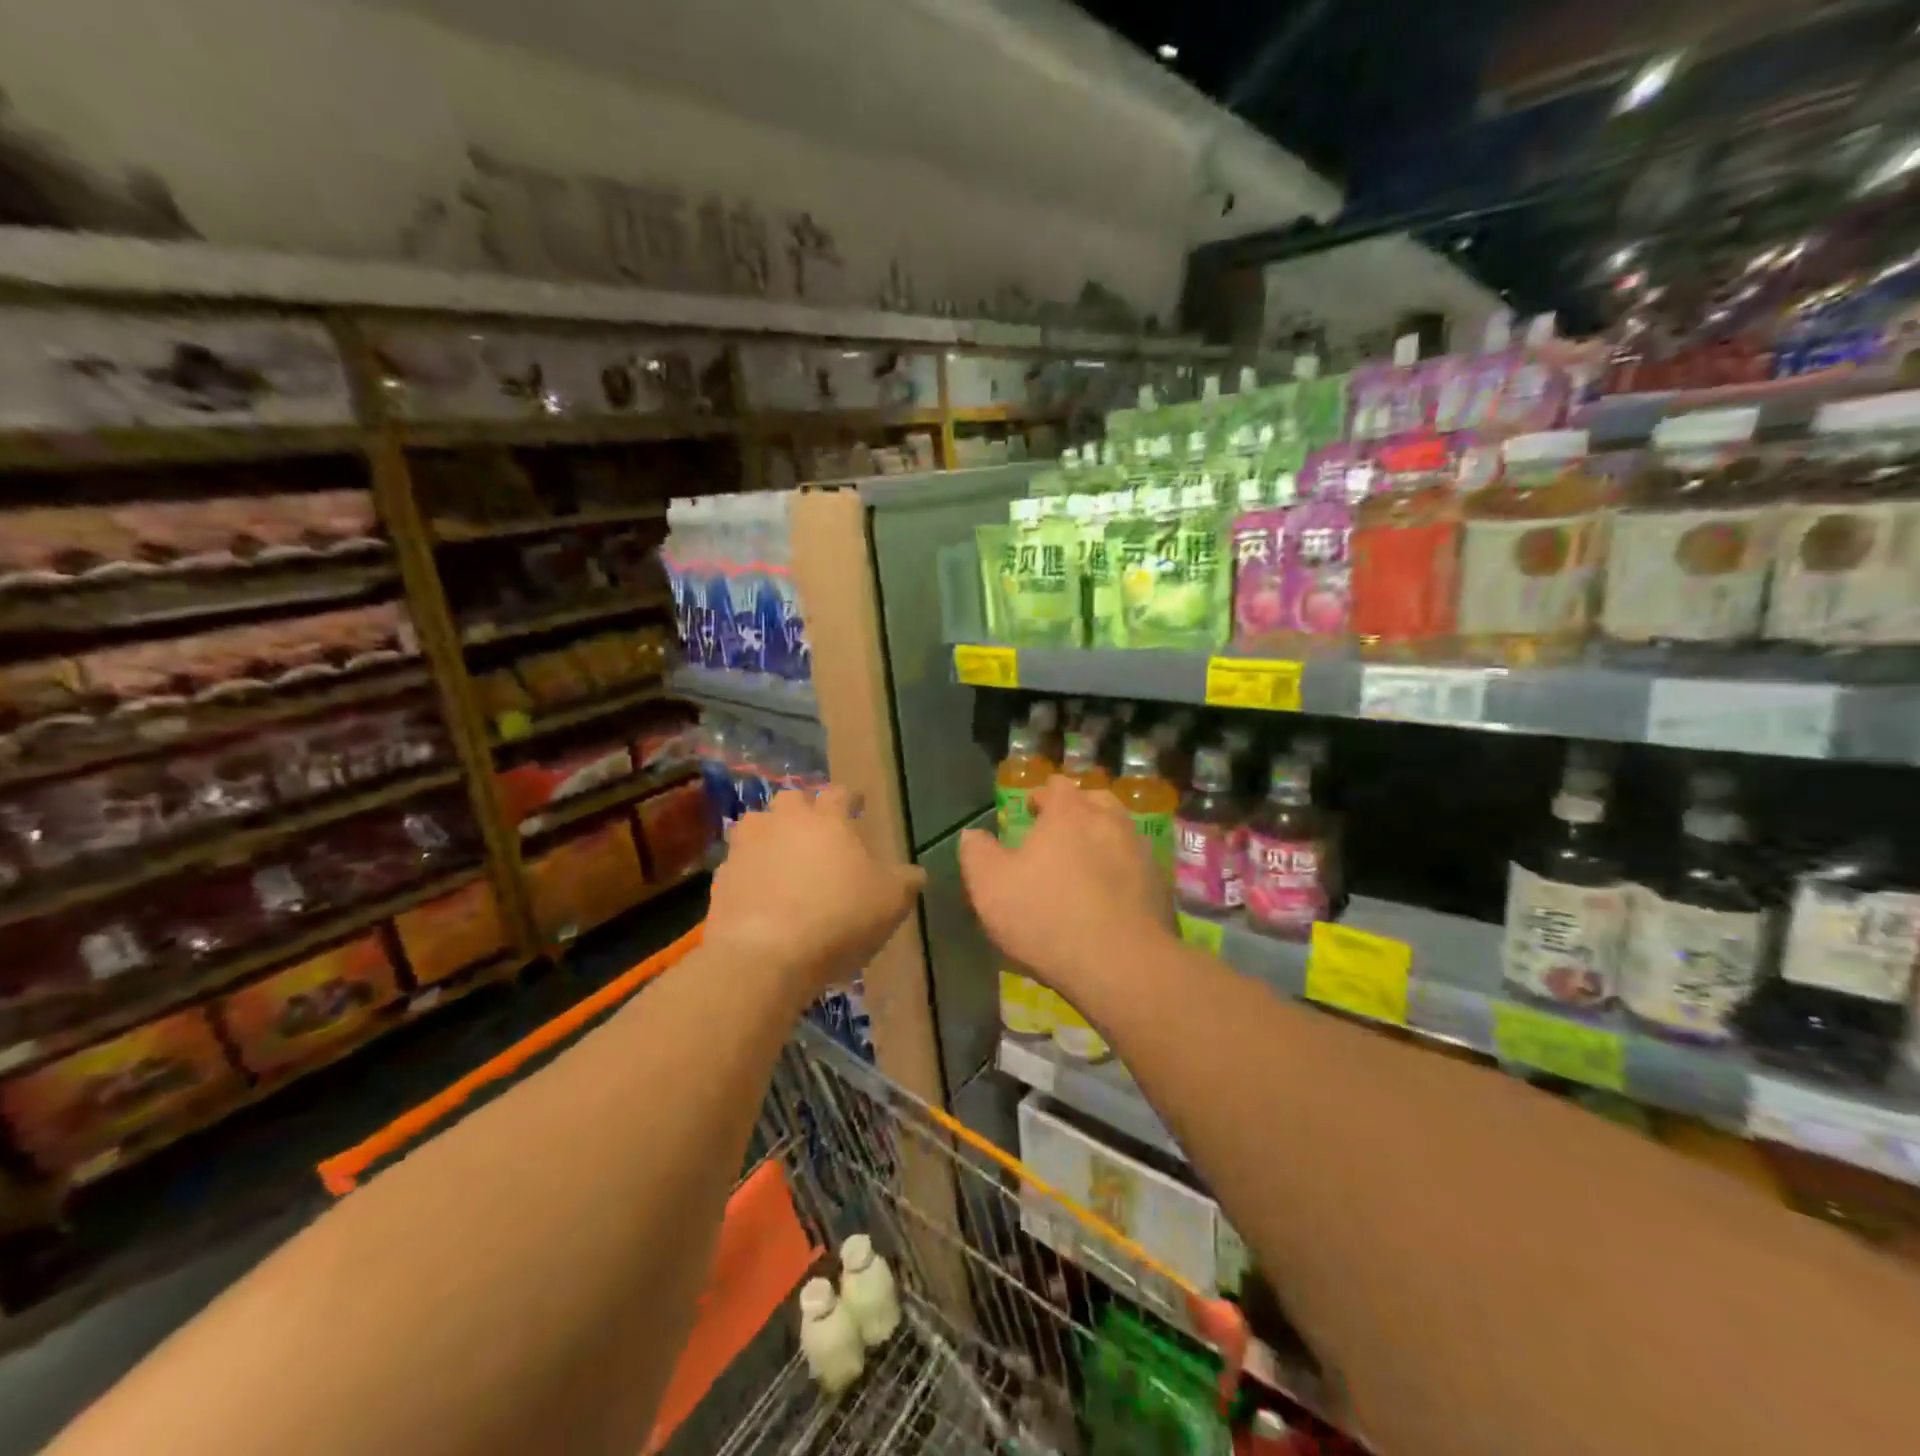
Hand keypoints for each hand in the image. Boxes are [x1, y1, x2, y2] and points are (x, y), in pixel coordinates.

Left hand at [704, 785, 925, 1002]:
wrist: (765, 956)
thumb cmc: (838, 919)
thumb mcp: (890, 902)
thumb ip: (905, 881)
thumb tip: (914, 872)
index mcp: (828, 820)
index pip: (840, 793)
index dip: (851, 797)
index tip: (858, 804)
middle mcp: (785, 822)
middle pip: (792, 799)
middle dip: (804, 809)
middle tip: (816, 829)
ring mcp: (747, 847)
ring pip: (756, 824)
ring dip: (770, 833)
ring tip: (782, 855)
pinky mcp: (721, 877)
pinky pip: (738, 862)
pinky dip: (749, 870)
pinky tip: (760, 891)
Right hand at [959, 774, 1174, 1003]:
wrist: (1120, 964)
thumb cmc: (1046, 916)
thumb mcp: (989, 886)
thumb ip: (977, 852)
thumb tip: (973, 834)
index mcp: (1069, 812)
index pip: (1057, 786)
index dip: (1042, 795)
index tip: (1031, 812)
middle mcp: (1110, 821)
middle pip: (1095, 800)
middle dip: (1077, 810)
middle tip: (1059, 833)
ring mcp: (1140, 852)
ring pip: (1120, 831)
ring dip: (1102, 838)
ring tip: (1084, 862)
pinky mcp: (1159, 886)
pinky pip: (1136, 866)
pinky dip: (1121, 871)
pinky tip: (1109, 894)